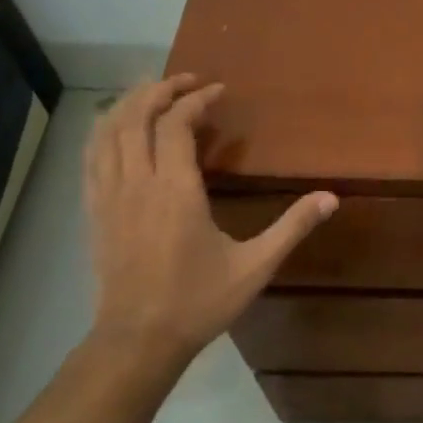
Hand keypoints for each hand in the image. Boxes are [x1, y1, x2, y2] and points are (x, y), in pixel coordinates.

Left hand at [82, 75, 336, 377]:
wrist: (137, 341)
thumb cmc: (198, 301)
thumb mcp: (255, 266)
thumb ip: (292, 227)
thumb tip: (332, 198)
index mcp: (175, 191)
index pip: (176, 124)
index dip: (196, 100)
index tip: (219, 92)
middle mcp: (136, 183)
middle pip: (134, 116)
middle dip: (160, 89)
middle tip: (188, 82)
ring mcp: (108, 196)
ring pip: (106, 131)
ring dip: (128, 103)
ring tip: (153, 93)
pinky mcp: (94, 211)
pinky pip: (91, 156)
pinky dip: (104, 130)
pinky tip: (118, 129)